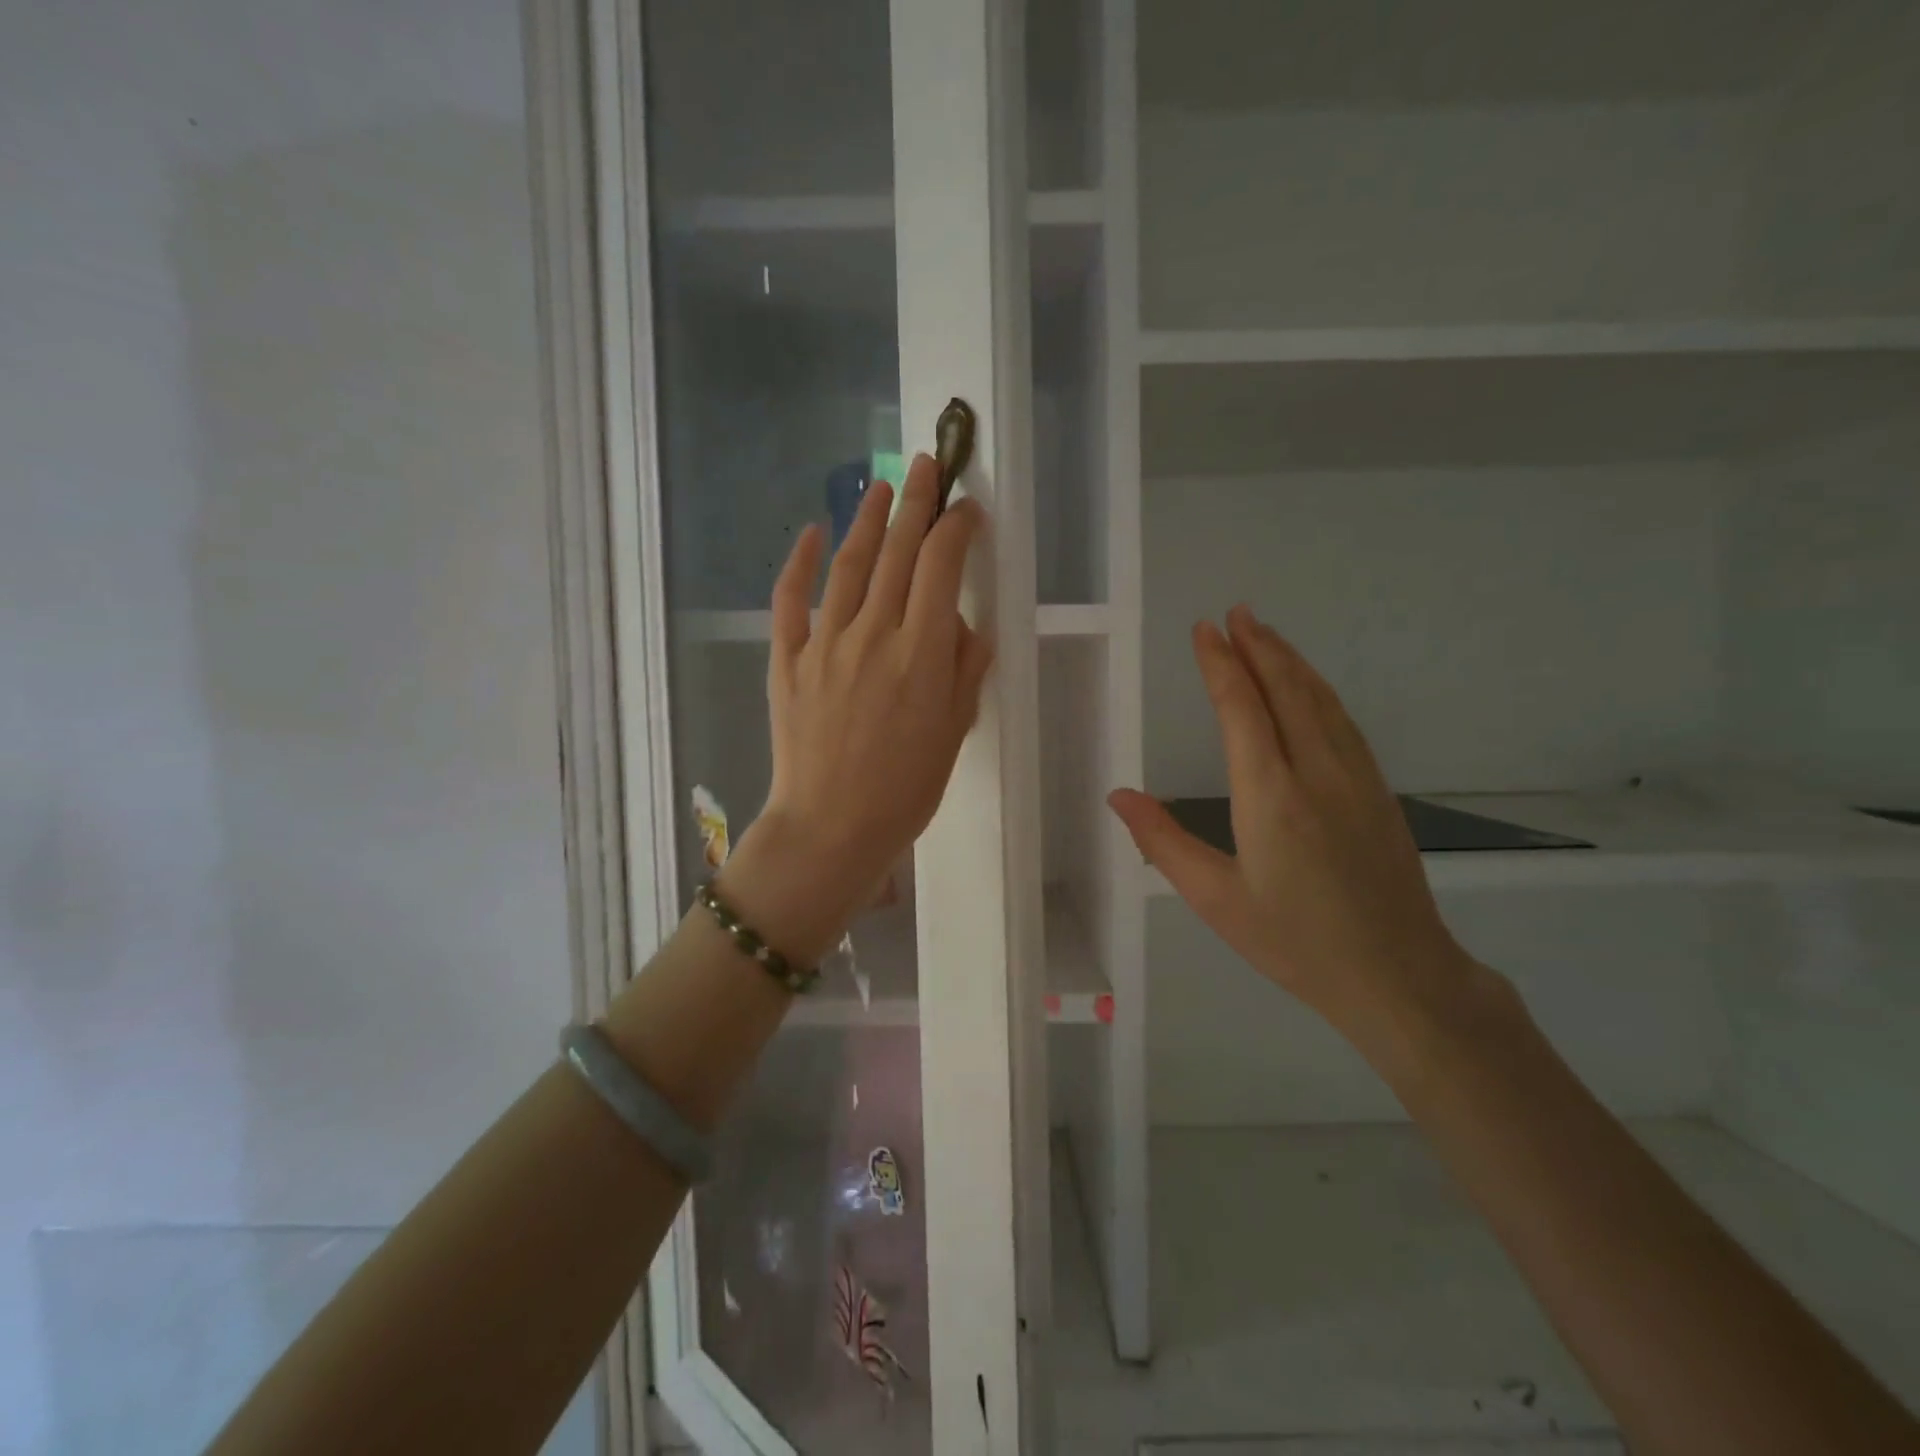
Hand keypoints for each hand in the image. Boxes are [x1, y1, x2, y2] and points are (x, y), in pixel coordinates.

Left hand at [718, 454, 992, 964]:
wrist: (830, 828)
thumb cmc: (905, 790)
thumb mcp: (954, 731)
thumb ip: (966, 669)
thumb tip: (966, 624)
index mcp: (922, 652)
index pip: (943, 566)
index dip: (957, 528)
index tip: (967, 510)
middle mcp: (873, 633)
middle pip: (899, 551)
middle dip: (917, 502)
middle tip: (928, 465)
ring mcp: (824, 643)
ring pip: (849, 564)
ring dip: (867, 520)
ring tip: (882, 487)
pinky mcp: (787, 660)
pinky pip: (790, 600)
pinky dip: (799, 562)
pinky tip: (810, 534)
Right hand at [1108, 605, 1486, 1059]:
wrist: (1399, 976)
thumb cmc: (1295, 942)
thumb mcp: (1215, 900)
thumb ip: (1163, 843)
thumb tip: (1119, 794)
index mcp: (1270, 796)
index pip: (1242, 709)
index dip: (1220, 664)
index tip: (1204, 630)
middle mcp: (1316, 772)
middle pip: (1287, 690)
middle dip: (1258, 646)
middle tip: (1236, 612)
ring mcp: (1356, 779)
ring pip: (1322, 701)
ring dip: (1291, 661)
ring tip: (1266, 633)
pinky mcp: (1379, 792)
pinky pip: (1344, 723)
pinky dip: (1320, 691)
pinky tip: (1311, 688)